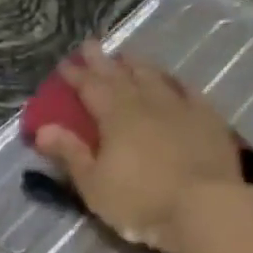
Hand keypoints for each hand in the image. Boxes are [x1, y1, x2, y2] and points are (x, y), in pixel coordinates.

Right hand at [34, 41, 244, 252]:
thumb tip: (43, 129)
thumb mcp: (95, 185)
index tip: (64, 65)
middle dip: (103, 61)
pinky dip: (177, 83)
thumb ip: (71, 154)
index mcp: (115, 116)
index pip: (90, 88)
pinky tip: (174, 81)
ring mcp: (181, 108)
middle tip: (91, 45)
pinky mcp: (209, 120)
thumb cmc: (141, 202)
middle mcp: (147, 103)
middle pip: (121, 76)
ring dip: (139, 66)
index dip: (76, 76)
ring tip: (128, 56)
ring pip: (155, 78)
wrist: (205, 208)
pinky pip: (190, 92)